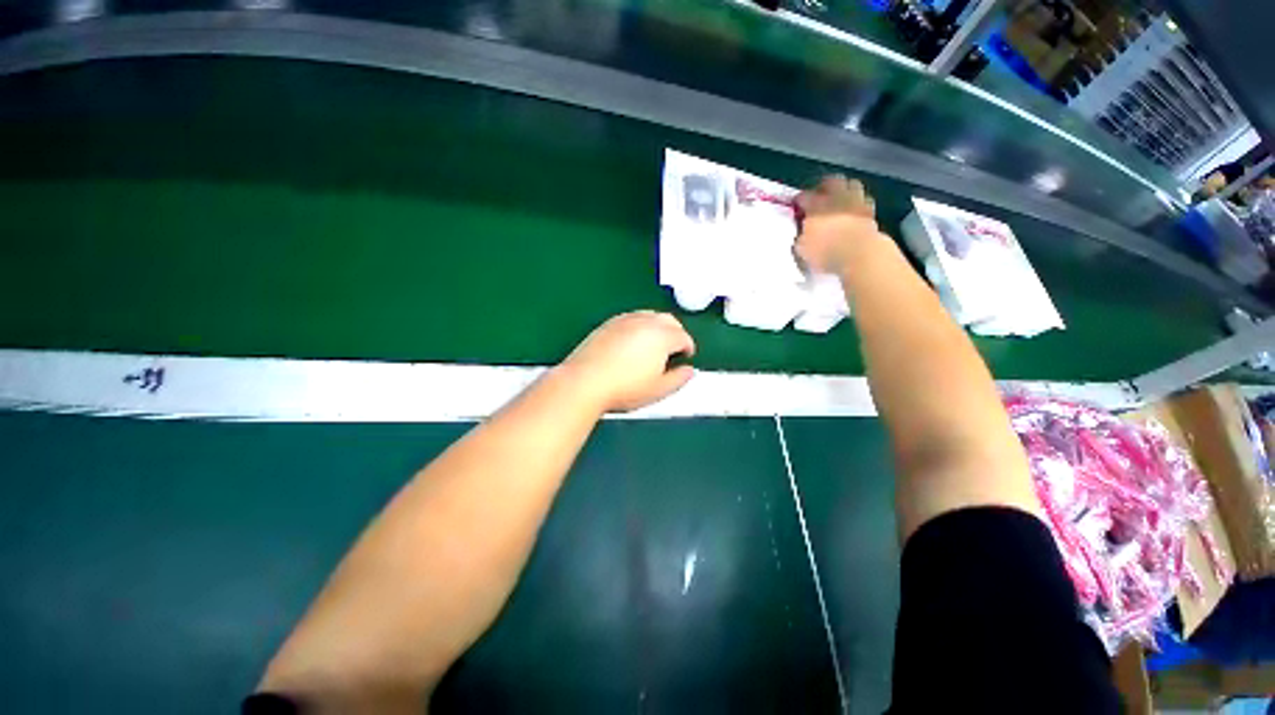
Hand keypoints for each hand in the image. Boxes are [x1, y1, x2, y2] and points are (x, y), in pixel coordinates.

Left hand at [559, 311, 695, 412]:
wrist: (585, 382)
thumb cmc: (624, 388)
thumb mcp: (659, 390)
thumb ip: (679, 379)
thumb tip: (689, 371)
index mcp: (661, 336)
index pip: (683, 336)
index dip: (688, 347)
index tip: (687, 356)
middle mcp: (645, 322)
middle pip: (669, 320)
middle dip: (676, 332)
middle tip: (675, 348)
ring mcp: (625, 320)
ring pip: (650, 316)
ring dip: (658, 327)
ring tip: (655, 344)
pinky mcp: (609, 323)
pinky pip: (632, 318)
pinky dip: (640, 326)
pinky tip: (634, 341)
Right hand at [795, 175, 881, 274]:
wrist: (858, 254)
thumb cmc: (824, 251)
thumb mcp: (802, 248)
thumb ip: (801, 235)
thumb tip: (802, 233)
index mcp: (815, 205)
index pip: (803, 196)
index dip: (798, 202)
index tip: (796, 210)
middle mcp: (837, 197)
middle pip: (831, 181)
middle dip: (824, 188)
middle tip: (819, 199)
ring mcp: (857, 201)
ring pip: (851, 185)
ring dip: (844, 191)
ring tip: (839, 203)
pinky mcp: (871, 211)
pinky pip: (863, 201)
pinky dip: (857, 204)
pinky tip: (853, 214)